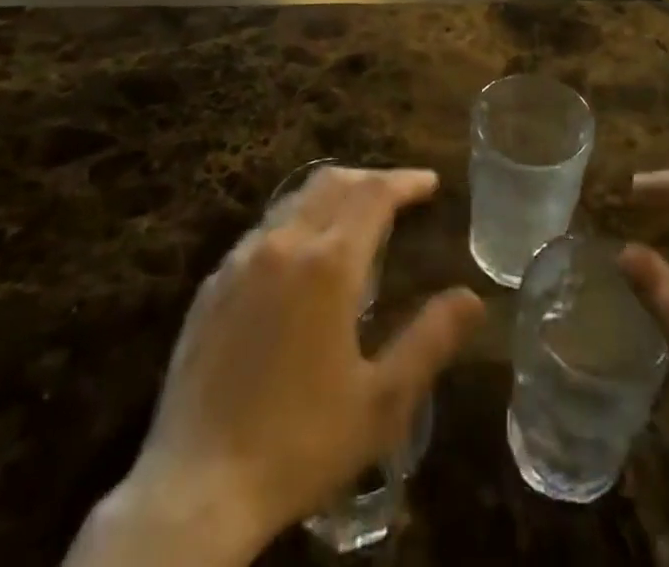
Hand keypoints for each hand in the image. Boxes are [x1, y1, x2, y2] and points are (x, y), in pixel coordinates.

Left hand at [67, 167, 484, 566]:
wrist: (196, 488)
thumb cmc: (300, 444)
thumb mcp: (381, 402)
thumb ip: (430, 341)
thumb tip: (472, 298)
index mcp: (328, 263)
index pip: (374, 194)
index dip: (405, 181)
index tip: (430, 183)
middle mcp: (283, 243)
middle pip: (333, 183)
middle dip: (371, 180)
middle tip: (399, 195)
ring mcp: (240, 260)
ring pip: (294, 200)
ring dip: (333, 196)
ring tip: (356, 219)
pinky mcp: (212, 284)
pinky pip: (263, 230)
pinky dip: (296, 222)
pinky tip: (301, 259)